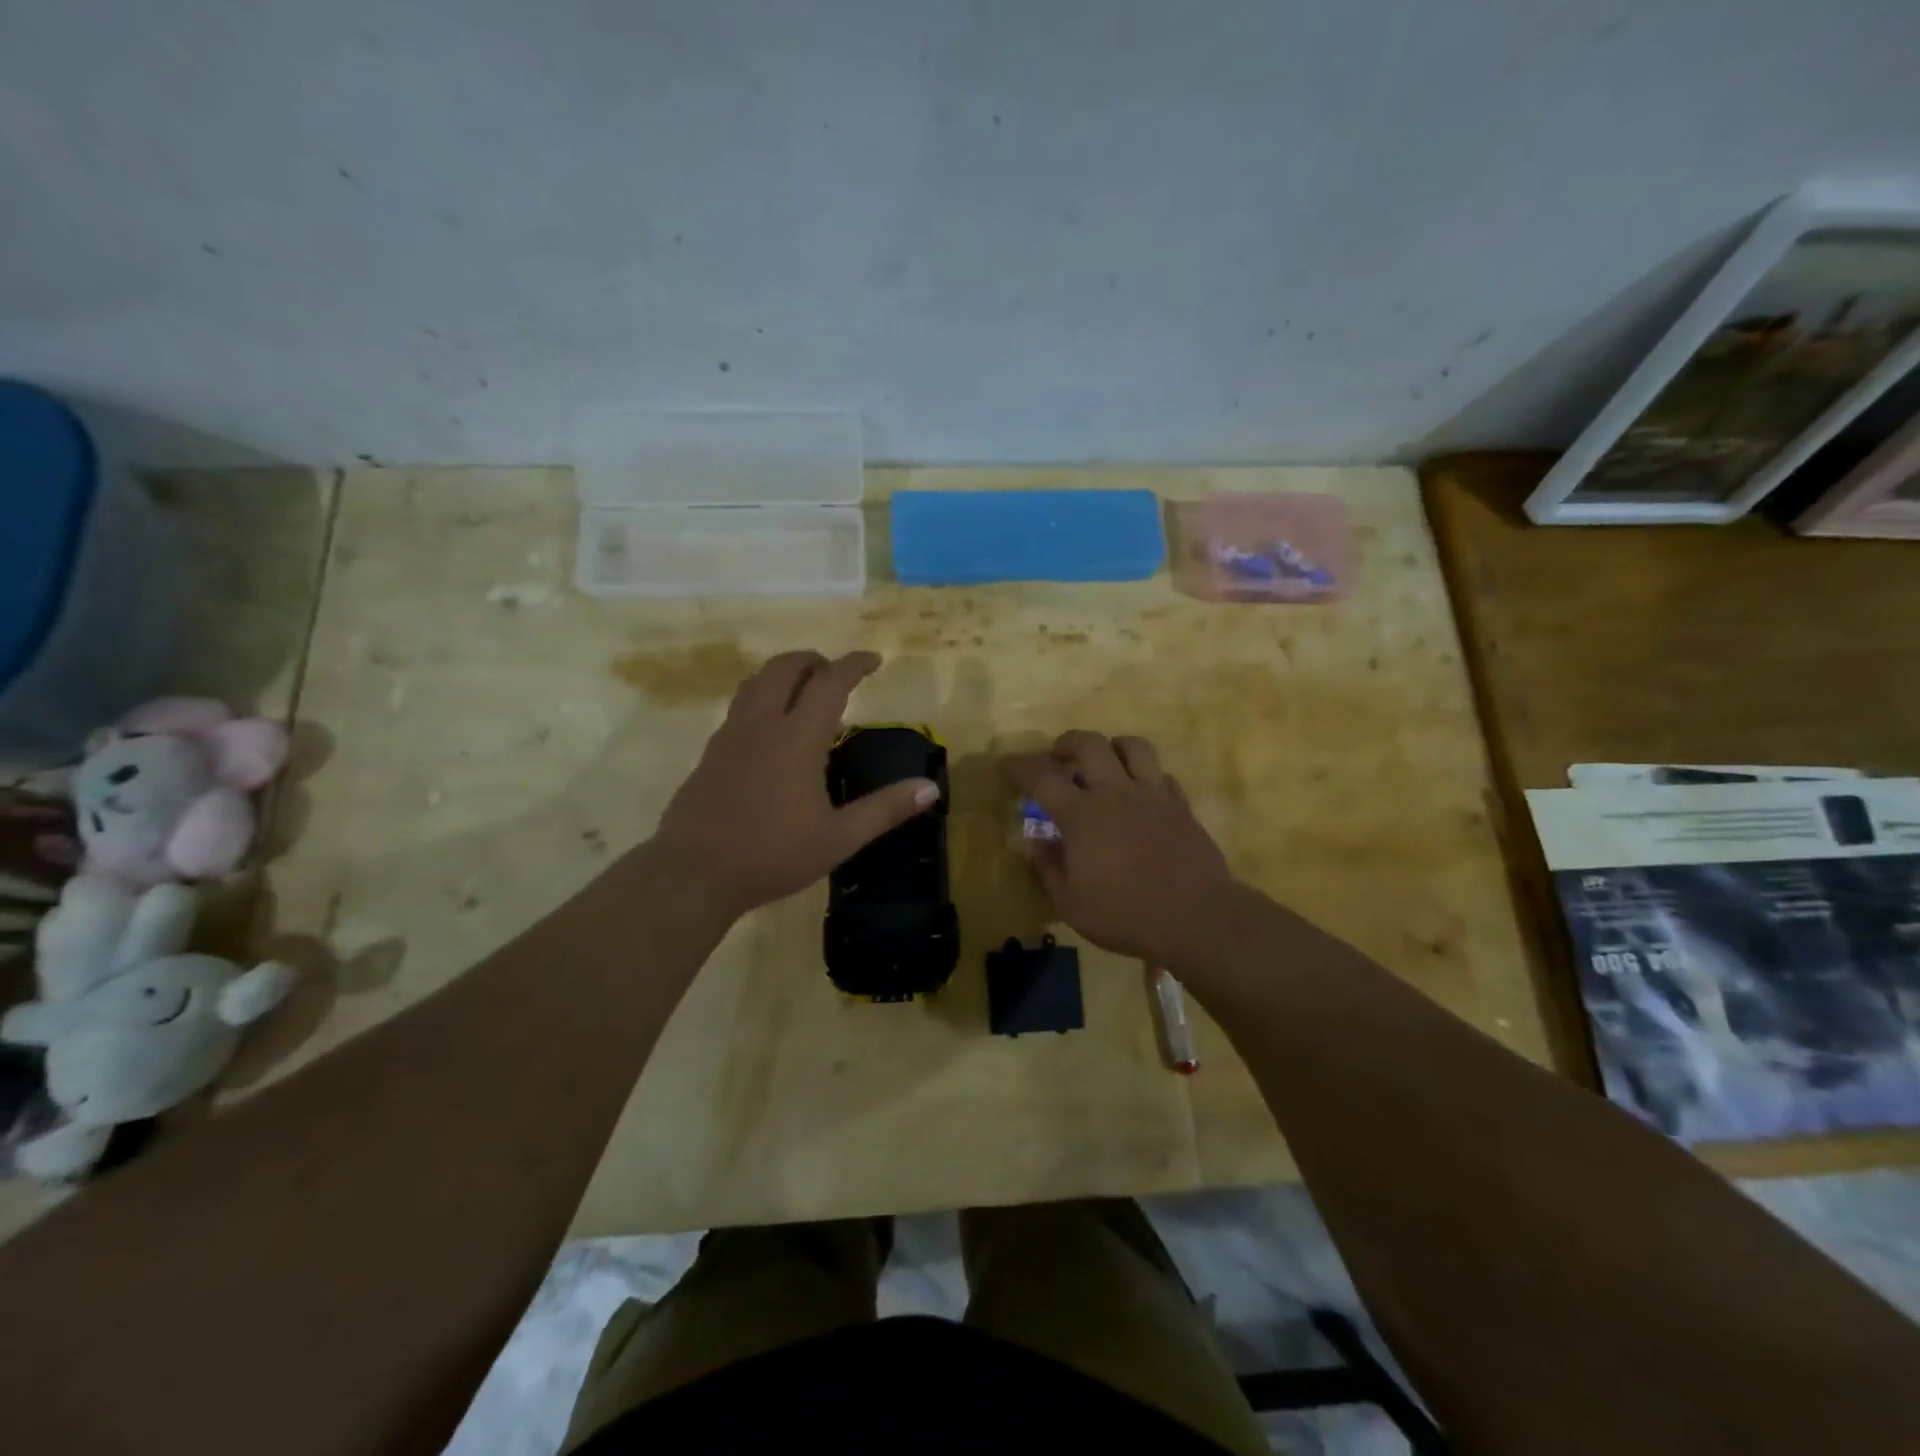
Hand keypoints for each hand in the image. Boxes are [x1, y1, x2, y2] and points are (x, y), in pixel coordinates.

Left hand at [649, 650, 938, 918]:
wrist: (693, 873)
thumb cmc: (772, 855)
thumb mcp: (838, 838)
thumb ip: (885, 809)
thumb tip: (930, 788)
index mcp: (797, 738)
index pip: (830, 682)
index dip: (854, 664)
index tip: (873, 659)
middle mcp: (761, 725)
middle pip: (785, 667)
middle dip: (814, 660)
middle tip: (836, 674)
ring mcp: (730, 736)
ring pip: (756, 682)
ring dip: (784, 674)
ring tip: (805, 692)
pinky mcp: (711, 753)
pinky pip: (740, 707)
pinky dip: (763, 699)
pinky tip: (772, 731)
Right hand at [1004, 731, 1237, 968]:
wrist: (1197, 917)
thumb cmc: (1126, 914)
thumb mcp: (1071, 904)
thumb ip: (1049, 870)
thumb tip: (1036, 845)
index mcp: (1082, 815)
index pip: (1042, 777)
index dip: (1020, 766)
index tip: (1006, 765)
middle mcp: (1116, 793)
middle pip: (1090, 744)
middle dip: (1067, 742)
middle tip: (1058, 756)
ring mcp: (1153, 795)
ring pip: (1133, 746)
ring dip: (1112, 747)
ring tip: (1104, 763)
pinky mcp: (1181, 806)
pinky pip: (1162, 775)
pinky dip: (1145, 776)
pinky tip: (1140, 794)